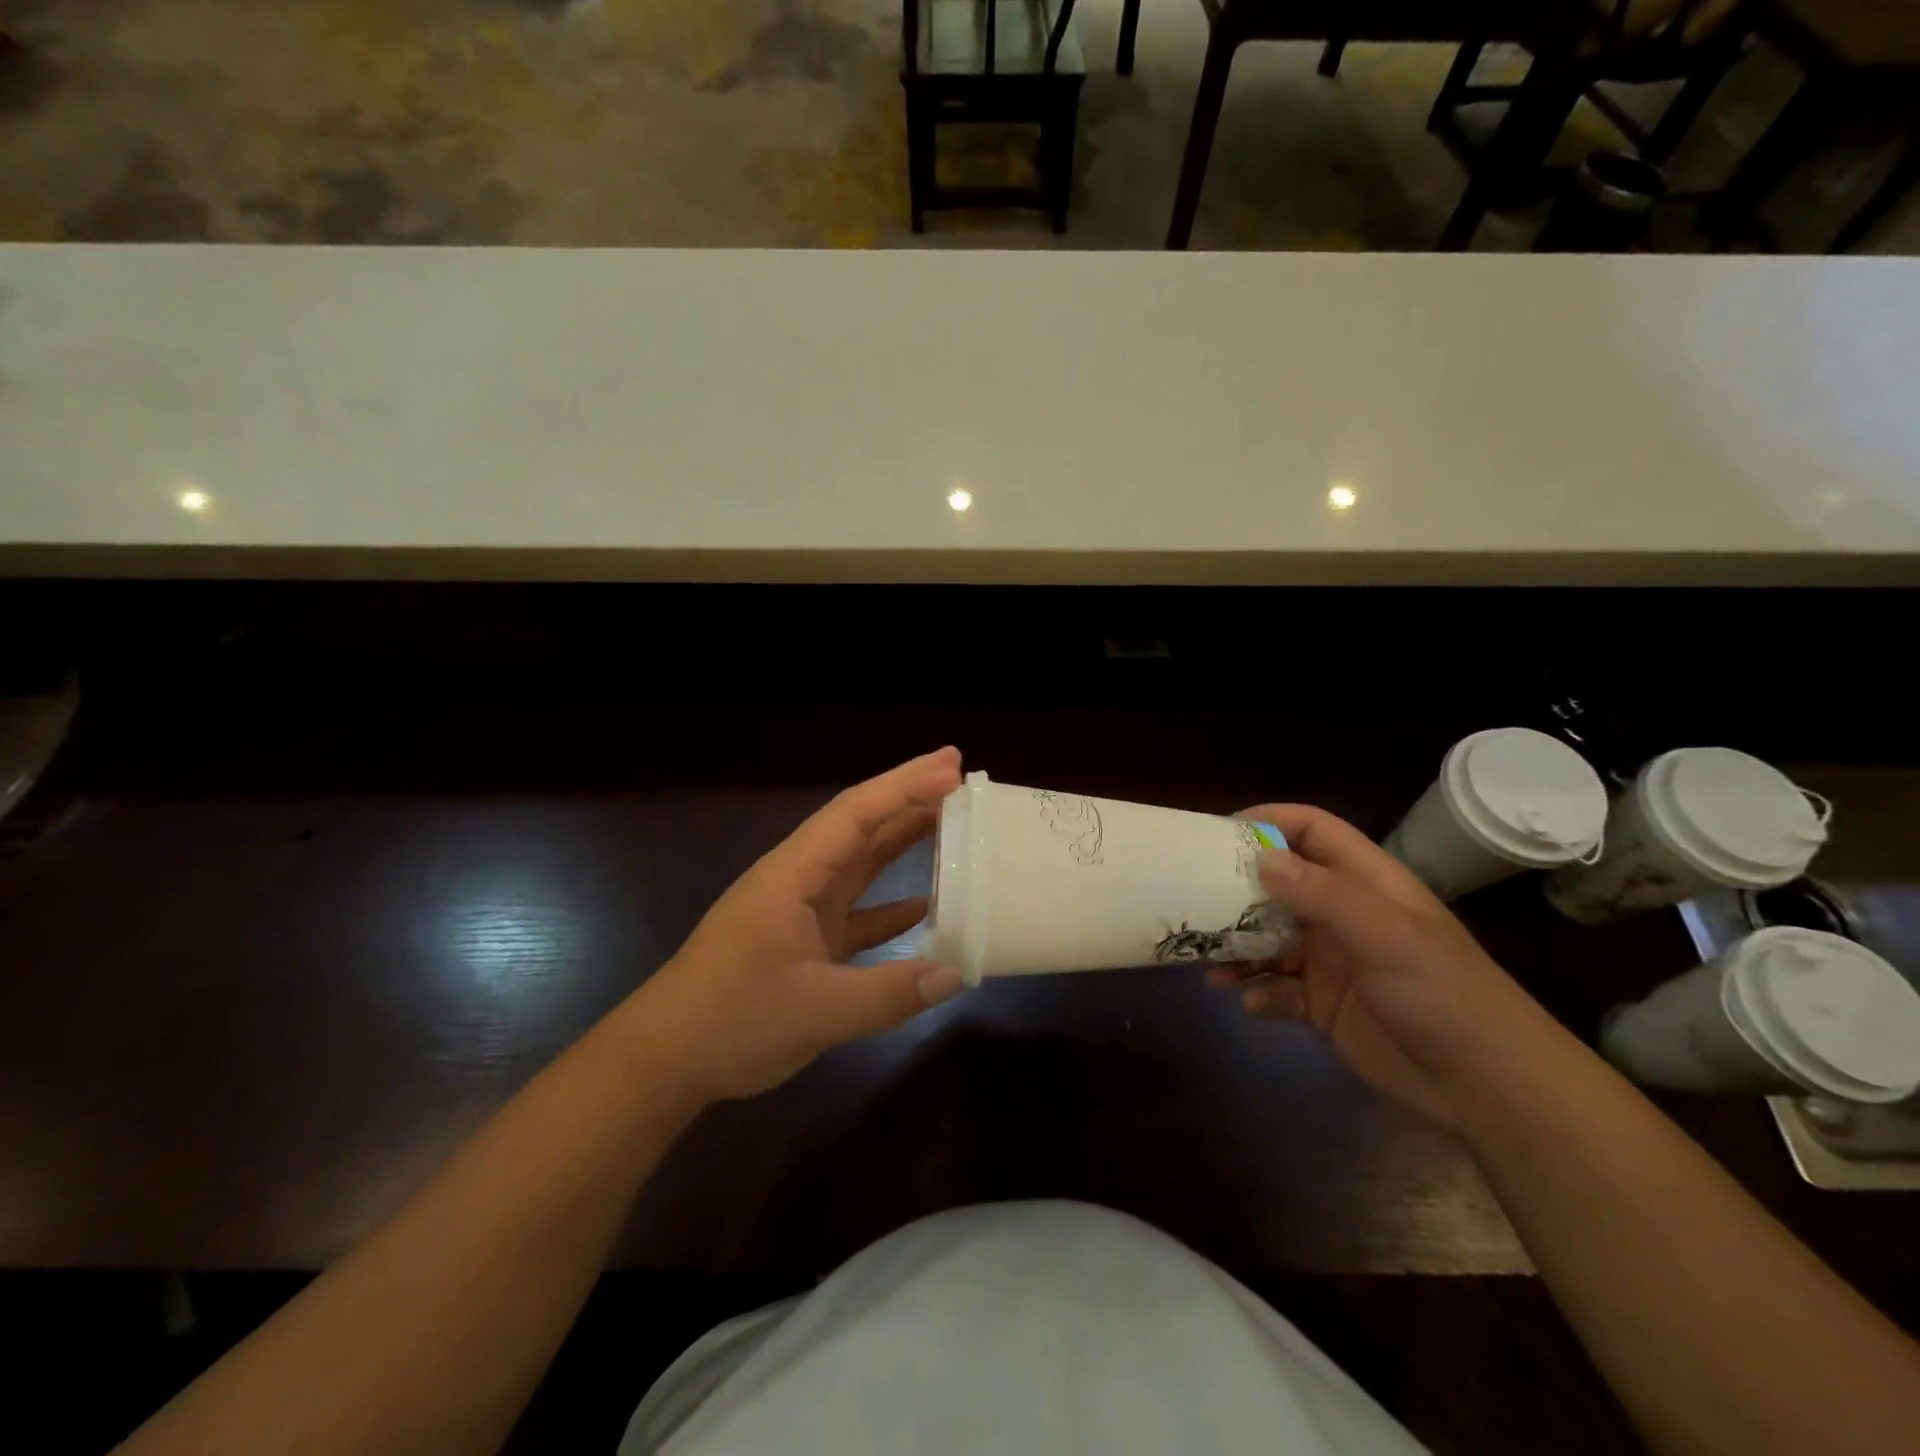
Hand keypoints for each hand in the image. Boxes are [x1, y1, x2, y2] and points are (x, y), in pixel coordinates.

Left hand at [631, 749, 966, 1103]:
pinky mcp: (802, 940)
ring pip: (859, 863)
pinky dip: (889, 904)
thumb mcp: (817, 1011)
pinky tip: (926, 905)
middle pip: (860, 825)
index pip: (856, 814)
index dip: (905, 788)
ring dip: (901, 841)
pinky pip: (856, 910)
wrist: (662, 1062)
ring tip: (950, 821)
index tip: (952, 769)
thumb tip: (955, 974)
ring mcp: (799, 910)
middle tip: (959, 773)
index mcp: (794, 876)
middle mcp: (798, 880)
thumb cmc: (730, 1021)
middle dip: (908, 796)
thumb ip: (890, 993)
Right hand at [1210, 804, 1548, 1129]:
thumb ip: (1320, 892)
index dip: (1270, 821)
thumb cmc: (1440, 992)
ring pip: (1267, 938)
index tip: (1219, 833)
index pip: (1312, 830)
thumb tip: (1259, 857)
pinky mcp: (1321, 1004)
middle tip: (1193, 897)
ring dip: (1238, 947)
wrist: (1485, 1088)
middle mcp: (1342, 914)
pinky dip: (1258, 992)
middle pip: (1278, 884)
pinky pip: (1275, 988)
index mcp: (1364, 882)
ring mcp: (1330, 960)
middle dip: (1237, 890)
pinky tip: (1252, 1002)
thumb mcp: (1384, 933)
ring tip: (1211, 962)